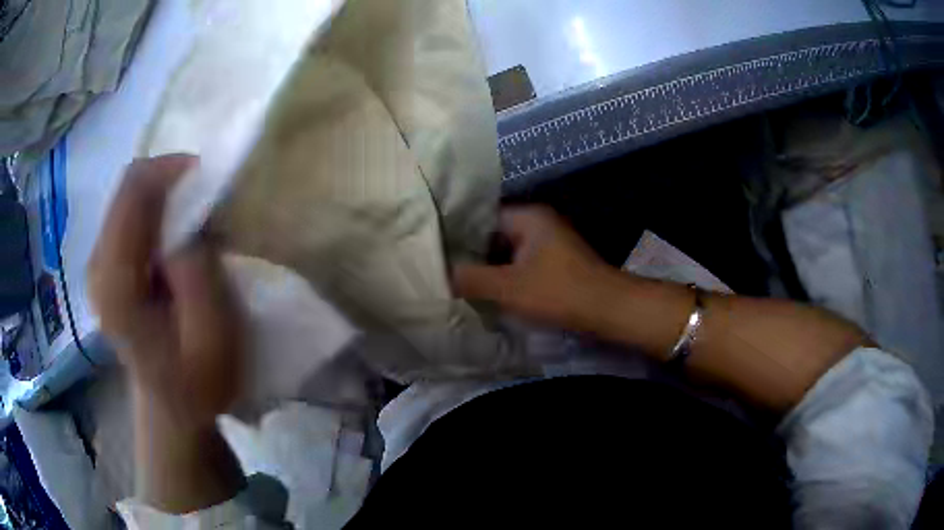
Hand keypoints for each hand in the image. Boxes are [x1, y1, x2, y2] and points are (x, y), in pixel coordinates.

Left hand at [88, 155, 240, 428]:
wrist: (173, 408)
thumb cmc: (199, 380)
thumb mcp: (214, 334)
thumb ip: (198, 272)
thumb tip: (188, 222)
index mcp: (117, 284)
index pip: (134, 192)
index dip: (171, 170)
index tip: (207, 178)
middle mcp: (98, 266)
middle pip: (128, 187)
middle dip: (169, 180)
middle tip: (205, 200)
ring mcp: (99, 265)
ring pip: (128, 197)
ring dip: (164, 196)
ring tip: (194, 220)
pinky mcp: (106, 266)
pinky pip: (129, 214)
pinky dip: (156, 211)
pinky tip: (176, 237)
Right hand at [452, 206, 613, 331]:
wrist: (608, 310)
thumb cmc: (559, 292)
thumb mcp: (508, 287)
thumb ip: (471, 279)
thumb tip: (440, 273)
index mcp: (528, 217)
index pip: (481, 217)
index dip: (457, 235)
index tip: (436, 252)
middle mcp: (539, 224)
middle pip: (494, 235)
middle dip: (472, 255)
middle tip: (443, 271)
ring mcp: (549, 244)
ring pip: (507, 253)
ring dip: (489, 268)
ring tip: (458, 283)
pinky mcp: (555, 264)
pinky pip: (521, 265)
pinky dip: (505, 276)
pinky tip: (487, 292)